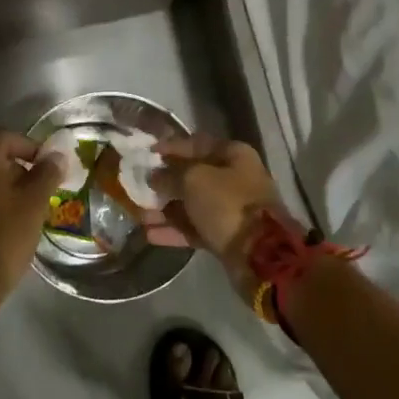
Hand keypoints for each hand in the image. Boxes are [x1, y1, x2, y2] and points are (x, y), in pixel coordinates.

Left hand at [0, 129, 64, 307]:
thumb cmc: (4, 236)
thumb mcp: (35, 202)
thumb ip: (47, 173)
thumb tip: (56, 156)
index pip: (6, 137)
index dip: (31, 147)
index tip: (49, 167)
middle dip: (16, 168)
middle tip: (38, 190)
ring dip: (0, 187)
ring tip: (22, 209)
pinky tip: (0, 225)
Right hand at [146, 136, 282, 301]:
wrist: (259, 254)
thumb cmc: (227, 203)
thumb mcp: (194, 179)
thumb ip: (171, 174)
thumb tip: (155, 176)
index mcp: (234, 156)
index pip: (197, 144)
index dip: (172, 147)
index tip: (148, 152)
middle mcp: (234, 179)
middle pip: (194, 176)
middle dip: (166, 181)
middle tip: (139, 185)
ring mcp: (231, 209)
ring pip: (192, 204)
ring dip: (166, 209)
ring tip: (139, 214)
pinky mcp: (226, 235)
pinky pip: (195, 228)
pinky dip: (174, 230)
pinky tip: (149, 234)